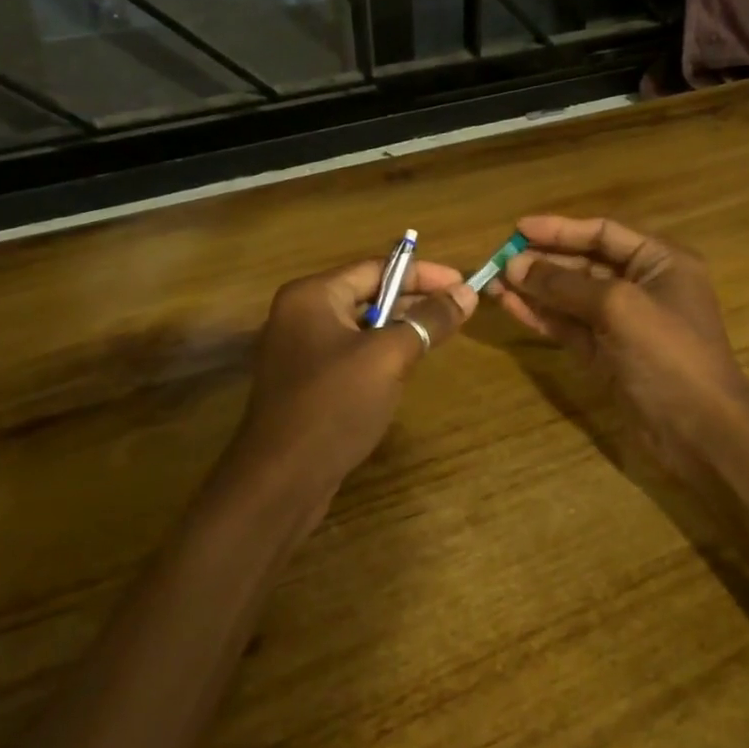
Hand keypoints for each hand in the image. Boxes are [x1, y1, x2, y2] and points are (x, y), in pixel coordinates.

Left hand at [231, 259, 476, 499]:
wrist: (282, 480)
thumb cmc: (334, 405)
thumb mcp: (389, 357)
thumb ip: (428, 321)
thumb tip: (467, 294)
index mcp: (312, 296)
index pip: (376, 268)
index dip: (423, 274)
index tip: (462, 284)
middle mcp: (300, 315)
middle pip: (367, 293)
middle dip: (414, 300)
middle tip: (457, 309)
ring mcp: (300, 350)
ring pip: (361, 326)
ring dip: (399, 327)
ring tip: (439, 334)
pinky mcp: (306, 382)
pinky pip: (350, 354)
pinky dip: (380, 353)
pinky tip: (406, 367)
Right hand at [494, 216, 748, 478]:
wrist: (699, 430)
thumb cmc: (668, 354)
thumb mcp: (618, 307)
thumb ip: (564, 284)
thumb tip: (514, 265)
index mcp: (660, 262)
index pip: (603, 233)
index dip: (560, 229)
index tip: (518, 229)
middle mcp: (642, 287)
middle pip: (584, 264)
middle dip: (543, 262)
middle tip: (498, 260)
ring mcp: (624, 324)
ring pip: (572, 298)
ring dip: (536, 289)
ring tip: (494, 282)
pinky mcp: (608, 355)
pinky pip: (570, 327)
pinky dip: (542, 316)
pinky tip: (511, 306)